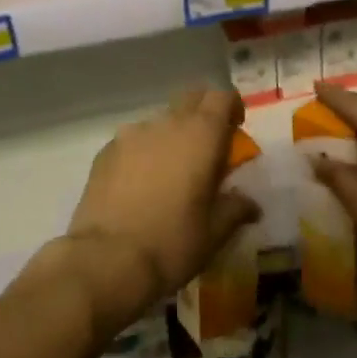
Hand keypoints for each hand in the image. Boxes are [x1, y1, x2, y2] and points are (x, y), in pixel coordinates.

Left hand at [63, 88, 256, 332]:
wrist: (105, 261)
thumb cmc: (172, 243)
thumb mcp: (215, 232)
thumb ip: (236, 209)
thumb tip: (250, 204)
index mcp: (201, 135)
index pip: (222, 97)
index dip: (232, 107)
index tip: (235, 129)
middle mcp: (167, 123)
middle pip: (191, 99)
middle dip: (203, 114)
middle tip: (208, 147)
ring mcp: (131, 134)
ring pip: (160, 121)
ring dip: (172, 136)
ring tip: (170, 172)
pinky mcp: (105, 152)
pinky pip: (133, 141)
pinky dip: (144, 153)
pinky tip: (140, 185)